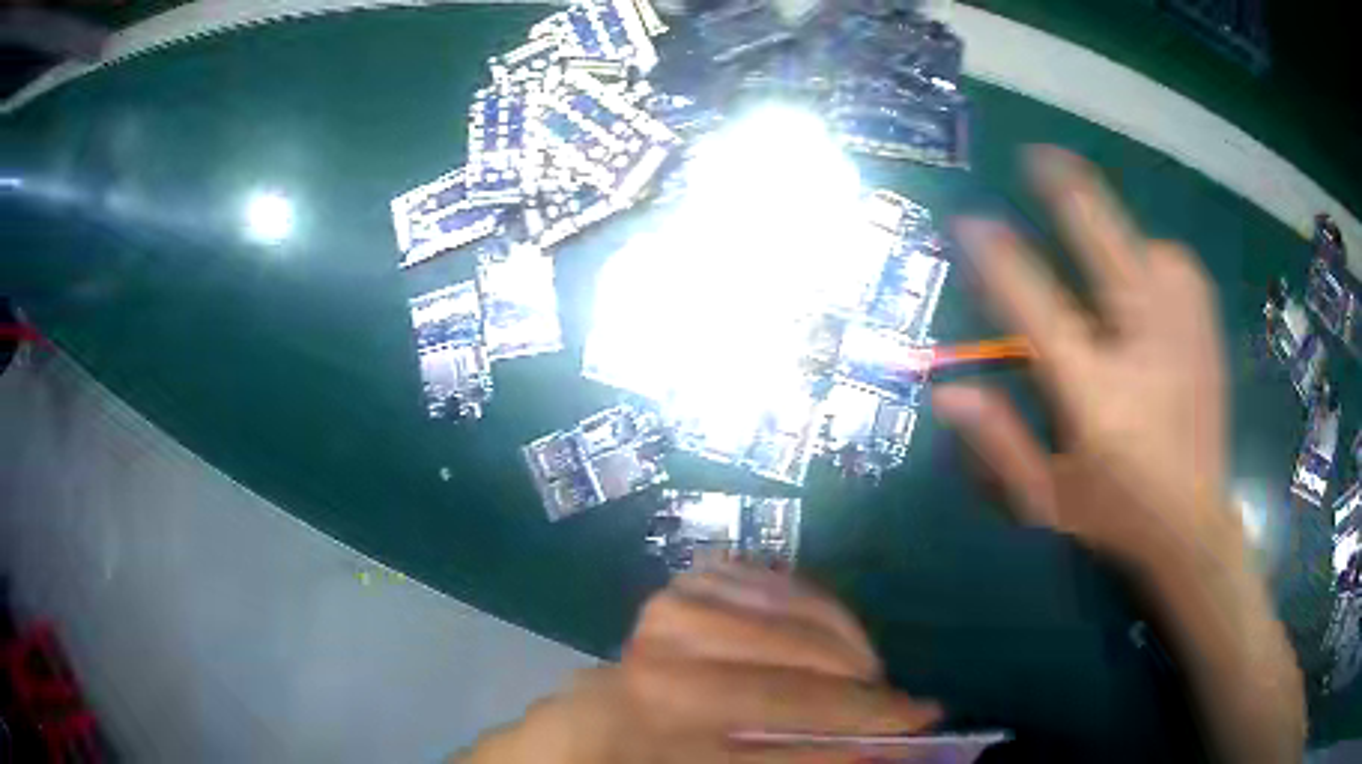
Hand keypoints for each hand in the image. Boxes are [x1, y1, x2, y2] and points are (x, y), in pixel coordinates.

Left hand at [457, 563, 941, 762]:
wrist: (595, 717)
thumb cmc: (655, 757)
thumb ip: (787, 763)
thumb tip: (867, 751)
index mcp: (653, 736)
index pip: (769, 749)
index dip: (843, 746)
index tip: (909, 743)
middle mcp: (657, 670)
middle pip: (784, 690)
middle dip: (862, 705)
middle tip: (918, 711)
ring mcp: (671, 614)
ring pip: (790, 630)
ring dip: (849, 656)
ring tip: (877, 678)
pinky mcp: (689, 580)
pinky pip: (779, 585)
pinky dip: (822, 610)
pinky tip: (841, 636)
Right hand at [937, 146, 1241, 575]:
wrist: (1194, 531)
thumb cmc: (1115, 516)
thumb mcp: (1046, 499)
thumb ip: (997, 444)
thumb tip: (947, 390)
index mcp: (1095, 396)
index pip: (1039, 310)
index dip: (1000, 261)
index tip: (971, 224)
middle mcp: (1142, 354)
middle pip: (1107, 254)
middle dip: (1070, 198)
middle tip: (1039, 157)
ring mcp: (1182, 341)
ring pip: (1151, 252)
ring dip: (1120, 233)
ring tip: (1100, 233)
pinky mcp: (1207, 338)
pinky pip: (1182, 269)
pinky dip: (1159, 257)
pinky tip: (1149, 271)